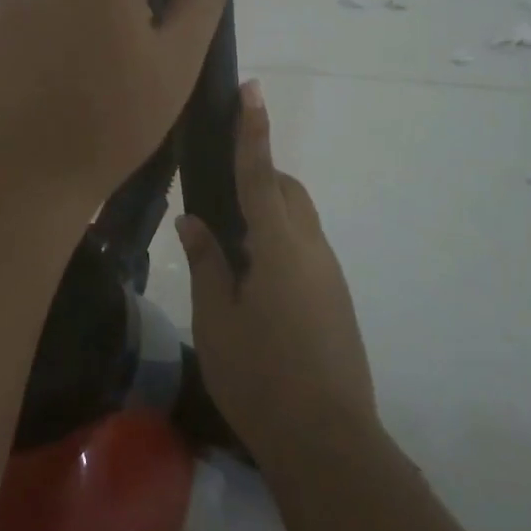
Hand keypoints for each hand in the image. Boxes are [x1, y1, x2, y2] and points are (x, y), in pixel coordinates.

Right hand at [178, 79, 376, 469]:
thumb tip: (194, 221)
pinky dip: (281, 243)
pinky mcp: (336, 299)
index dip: (253, 130)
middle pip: (287, 192)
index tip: (251, 90)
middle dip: (259, 177)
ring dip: (269, 214)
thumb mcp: (217, 320)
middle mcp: (312, 249)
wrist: (328, 441)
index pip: (260, 174)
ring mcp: (330, 275)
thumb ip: (208, 264)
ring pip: (299, 221)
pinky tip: (255, 282)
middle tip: (221, 197)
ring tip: (231, 246)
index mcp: (279, 245)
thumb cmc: (260, 377)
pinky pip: (306, 250)